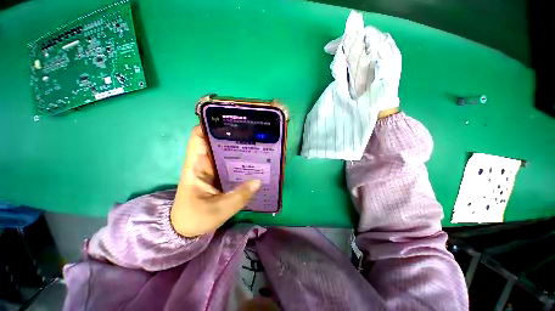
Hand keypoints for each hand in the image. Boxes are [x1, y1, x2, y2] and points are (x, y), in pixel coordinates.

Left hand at [170, 126, 260, 237]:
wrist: (187, 229)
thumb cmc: (195, 219)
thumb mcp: (218, 211)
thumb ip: (239, 197)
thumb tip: (258, 181)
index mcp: (196, 165)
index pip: (199, 136)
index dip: (211, 124)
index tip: (230, 121)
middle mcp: (204, 162)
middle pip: (215, 140)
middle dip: (231, 134)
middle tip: (252, 132)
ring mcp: (212, 168)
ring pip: (224, 151)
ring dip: (238, 146)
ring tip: (256, 143)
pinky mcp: (219, 174)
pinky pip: (230, 162)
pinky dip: (240, 159)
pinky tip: (253, 160)